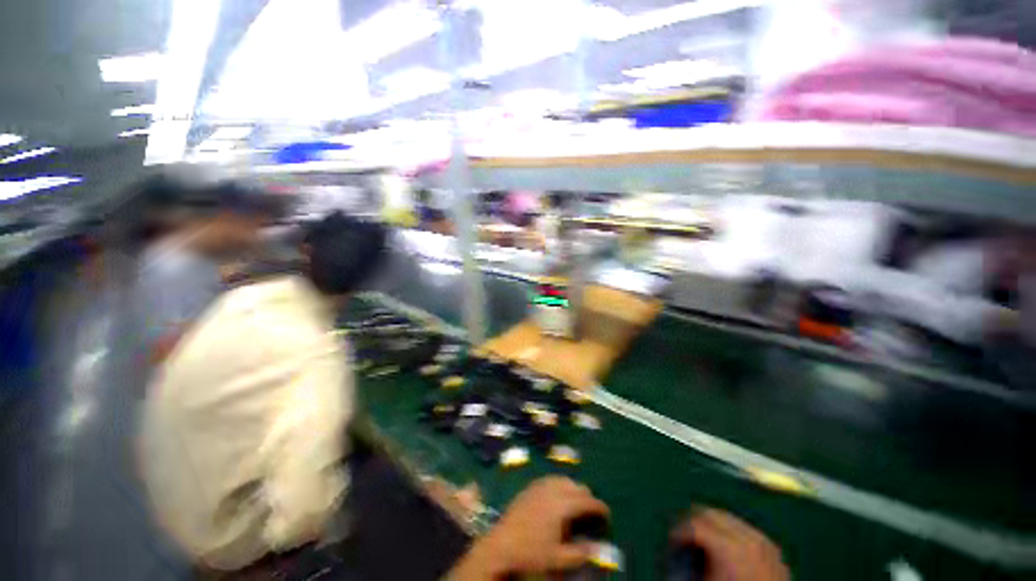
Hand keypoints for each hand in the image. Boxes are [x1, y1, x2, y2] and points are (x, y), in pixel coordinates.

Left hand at [450, 477, 608, 578]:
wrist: (501, 544)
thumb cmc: (530, 553)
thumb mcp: (558, 559)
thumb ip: (580, 553)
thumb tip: (597, 547)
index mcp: (562, 505)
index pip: (587, 501)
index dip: (600, 507)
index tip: (607, 515)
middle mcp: (553, 489)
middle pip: (577, 486)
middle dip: (587, 497)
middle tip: (590, 513)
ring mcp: (540, 485)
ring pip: (564, 479)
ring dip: (573, 489)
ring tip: (574, 504)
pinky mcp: (530, 487)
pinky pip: (550, 479)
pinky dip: (559, 485)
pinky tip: (556, 497)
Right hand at [671, 509, 788, 580]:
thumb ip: (689, 560)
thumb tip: (673, 551)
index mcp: (729, 547)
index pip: (694, 524)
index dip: (678, 531)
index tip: (672, 541)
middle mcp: (747, 537)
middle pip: (710, 512)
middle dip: (692, 521)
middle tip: (683, 536)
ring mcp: (762, 540)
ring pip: (727, 517)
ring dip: (711, 525)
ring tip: (704, 542)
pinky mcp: (772, 547)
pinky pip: (745, 529)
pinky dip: (730, 533)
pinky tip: (726, 548)